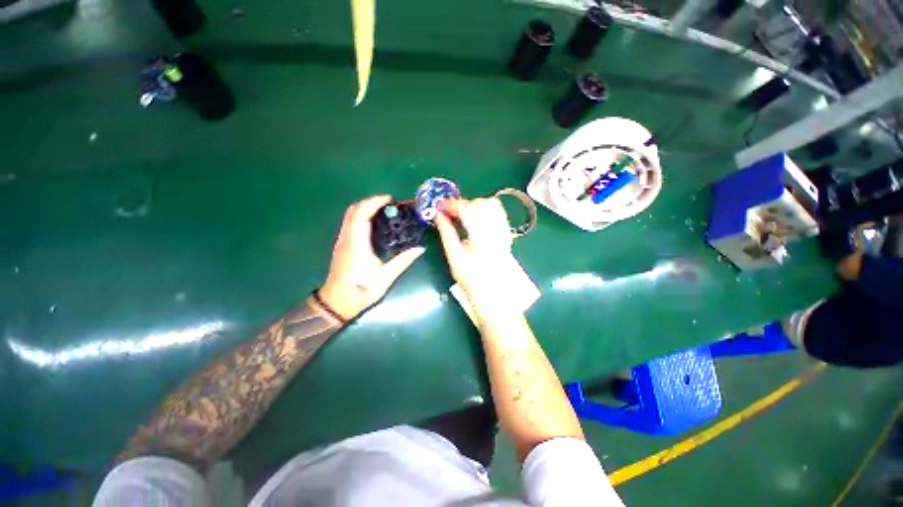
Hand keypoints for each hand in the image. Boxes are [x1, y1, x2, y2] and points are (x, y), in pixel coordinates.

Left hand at [319, 195, 425, 319]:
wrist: (336, 303)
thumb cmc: (361, 291)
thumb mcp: (385, 277)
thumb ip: (403, 261)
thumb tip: (420, 248)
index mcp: (357, 243)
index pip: (362, 213)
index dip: (375, 202)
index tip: (391, 200)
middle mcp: (347, 238)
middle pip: (354, 209)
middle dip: (371, 202)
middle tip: (390, 205)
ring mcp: (342, 240)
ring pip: (350, 215)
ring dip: (366, 208)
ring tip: (385, 211)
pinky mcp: (343, 245)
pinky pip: (350, 223)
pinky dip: (362, 216)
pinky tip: (375, 224)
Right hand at [435, 197, 520, 320]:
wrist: (493, 290)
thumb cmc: (470, 276)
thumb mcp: (454, 255)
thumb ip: (446, 232)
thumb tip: (438, 215)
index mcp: (481, 235)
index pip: (466, 209)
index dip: (451, 204)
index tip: (439, 206)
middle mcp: (495, 229)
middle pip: (479, 203)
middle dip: (461, 204)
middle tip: (448, 212)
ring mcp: (503, 229)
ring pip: (490, 204)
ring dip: (473, 204)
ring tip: (462, 214)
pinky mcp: (506, 231)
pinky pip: (498, 210)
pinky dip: (485, 208)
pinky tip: (476, 216)